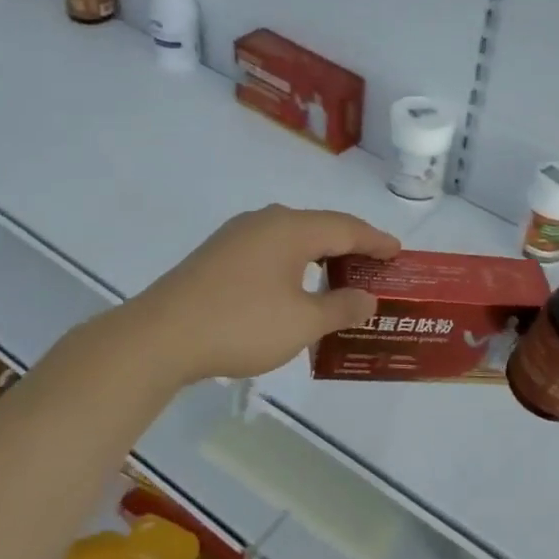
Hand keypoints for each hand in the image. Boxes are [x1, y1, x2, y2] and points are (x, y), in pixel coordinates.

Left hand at [132, 205, 398, 383]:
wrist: (160, 337)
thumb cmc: (241, 324)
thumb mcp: (302, 322)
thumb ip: (341, 307)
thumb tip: (367, 298)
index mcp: (291, 228)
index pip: (347, 228)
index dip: (376, 241)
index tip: (398, 252)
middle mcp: (265, 221)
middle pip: (320, 228)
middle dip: (350, 247)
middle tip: (374, 267)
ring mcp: (236, 236)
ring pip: (292, 239)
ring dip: (320, 257)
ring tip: (339, 278)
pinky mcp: (217, 255)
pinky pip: (269, 251)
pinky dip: (293, 265)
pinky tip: (294, 287)